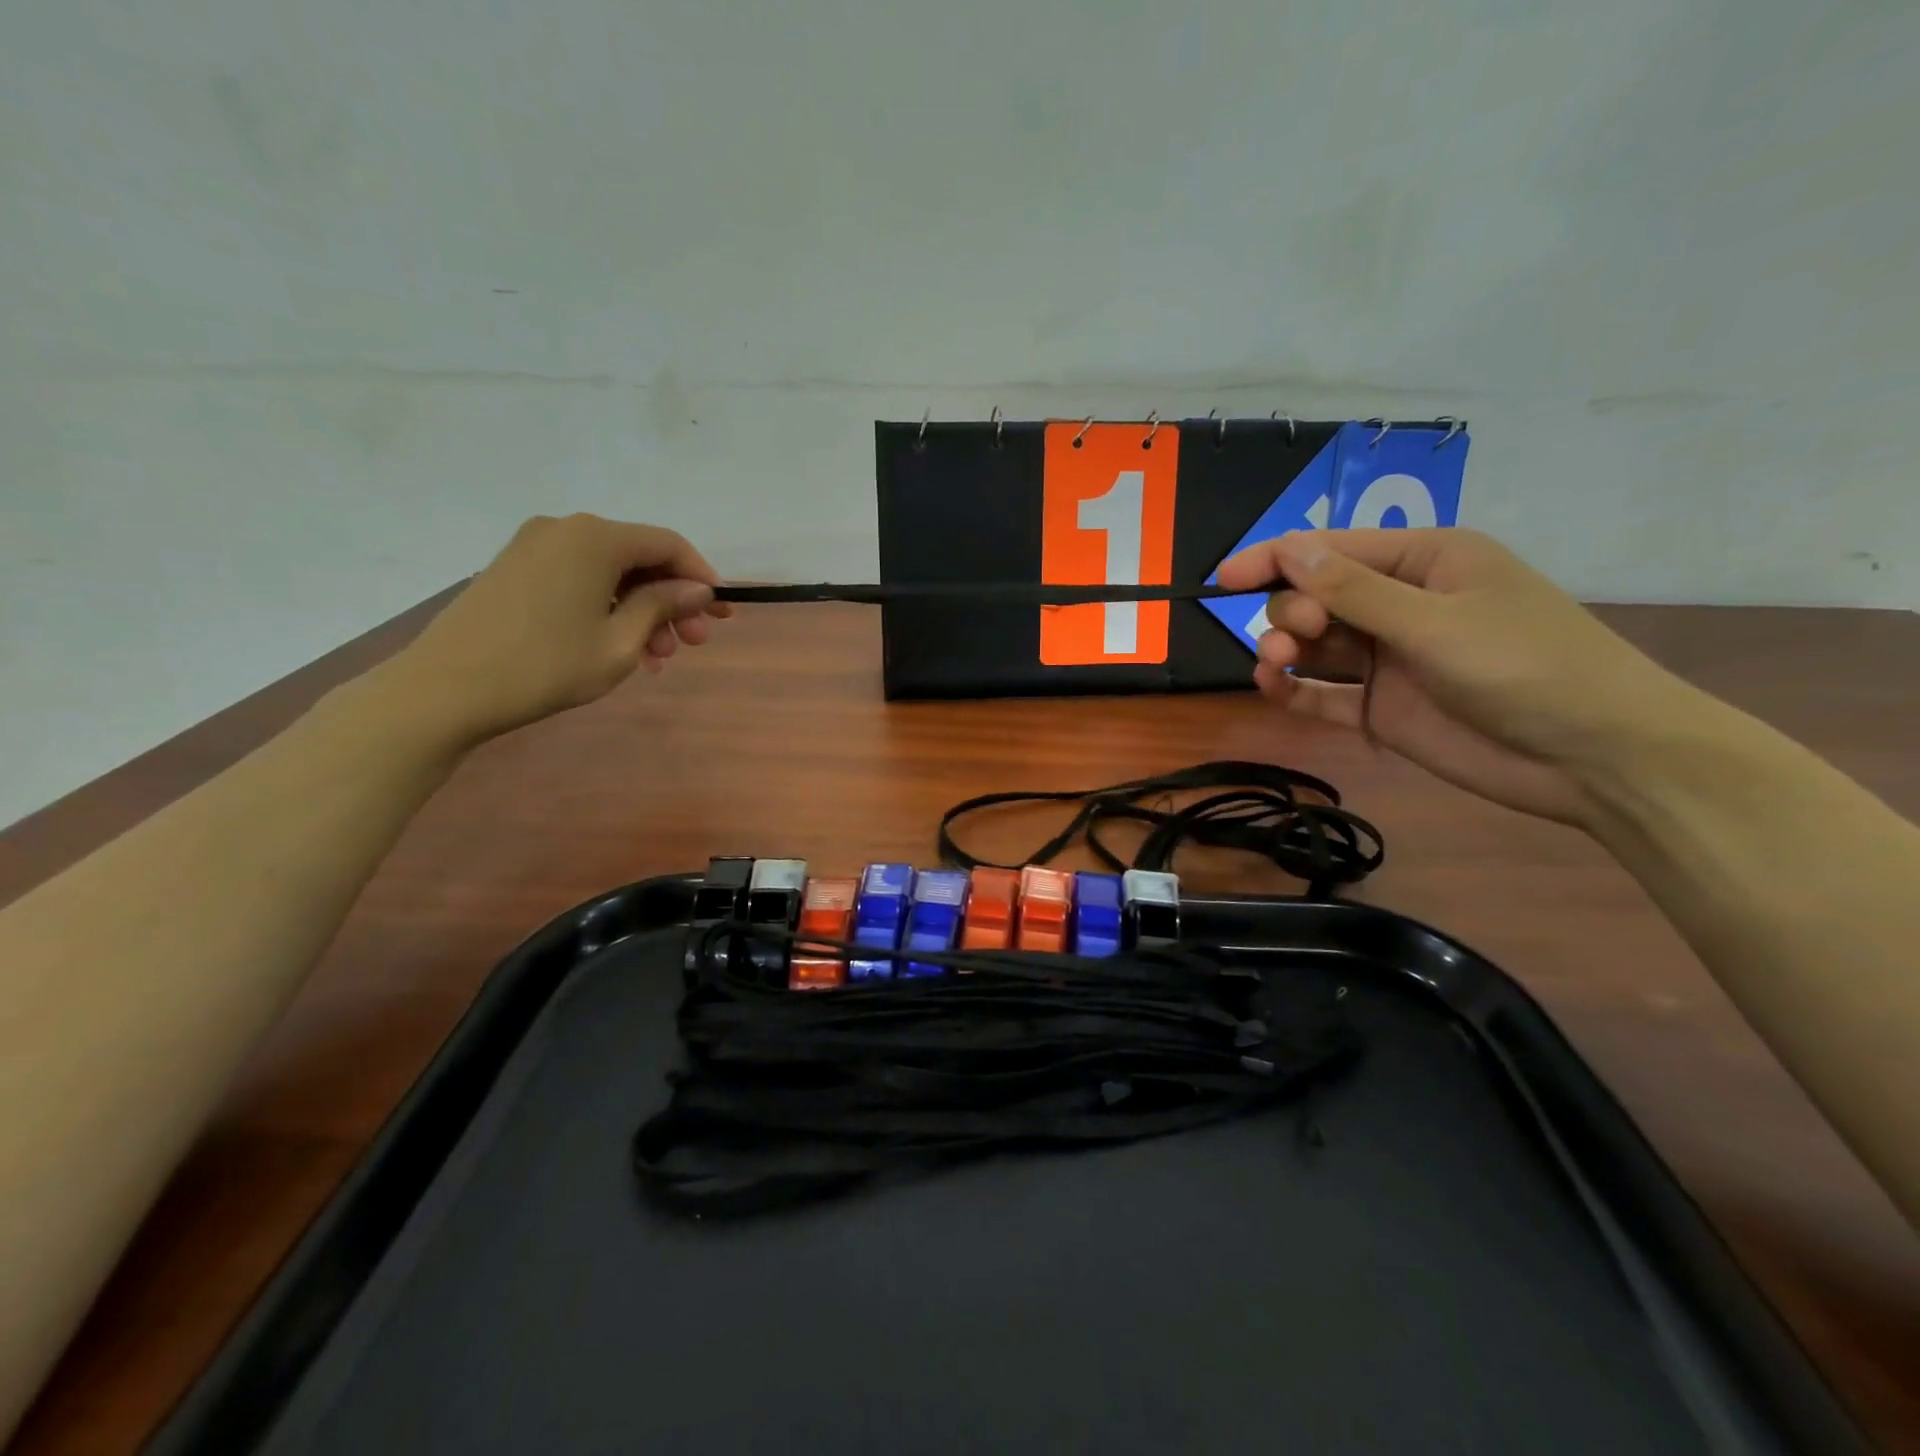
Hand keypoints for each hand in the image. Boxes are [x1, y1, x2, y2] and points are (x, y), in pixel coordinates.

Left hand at [381, 513, 729, 746]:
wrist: (446, 688)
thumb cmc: (546, 666)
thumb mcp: (620, 642)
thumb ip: (663, 606)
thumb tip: (698, 589)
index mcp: (595, 538)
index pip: (668, 545)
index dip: (700, 577)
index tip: (721, 612)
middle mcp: (566, 529)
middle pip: (639, 557)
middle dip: (672, 600)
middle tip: (692, 644)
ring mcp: (535, 546)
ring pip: (611, 572)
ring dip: (642, 610)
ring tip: (656, 658)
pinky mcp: (516, 568)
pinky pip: (581, 578)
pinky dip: (609, 607)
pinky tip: (620, 645)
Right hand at [1215, 528, 1697, 827]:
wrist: (1594, 759)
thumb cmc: (1527, 668)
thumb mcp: (1437, 621)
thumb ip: (1354, 590)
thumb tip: (1288, 549)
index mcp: (1425, 563)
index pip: (1332, 550)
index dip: (1276, 559)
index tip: (1225, 579)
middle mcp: (1401, 605)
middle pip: (1316, 596)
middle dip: (1293, 609)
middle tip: (1298, 634)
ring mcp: (1390, 660)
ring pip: (1314, 644)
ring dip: (1284, 648)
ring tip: (1274, 664)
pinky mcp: (1381, 708)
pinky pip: (1323, 693)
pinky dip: (1293, 690)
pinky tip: (1272, 688)